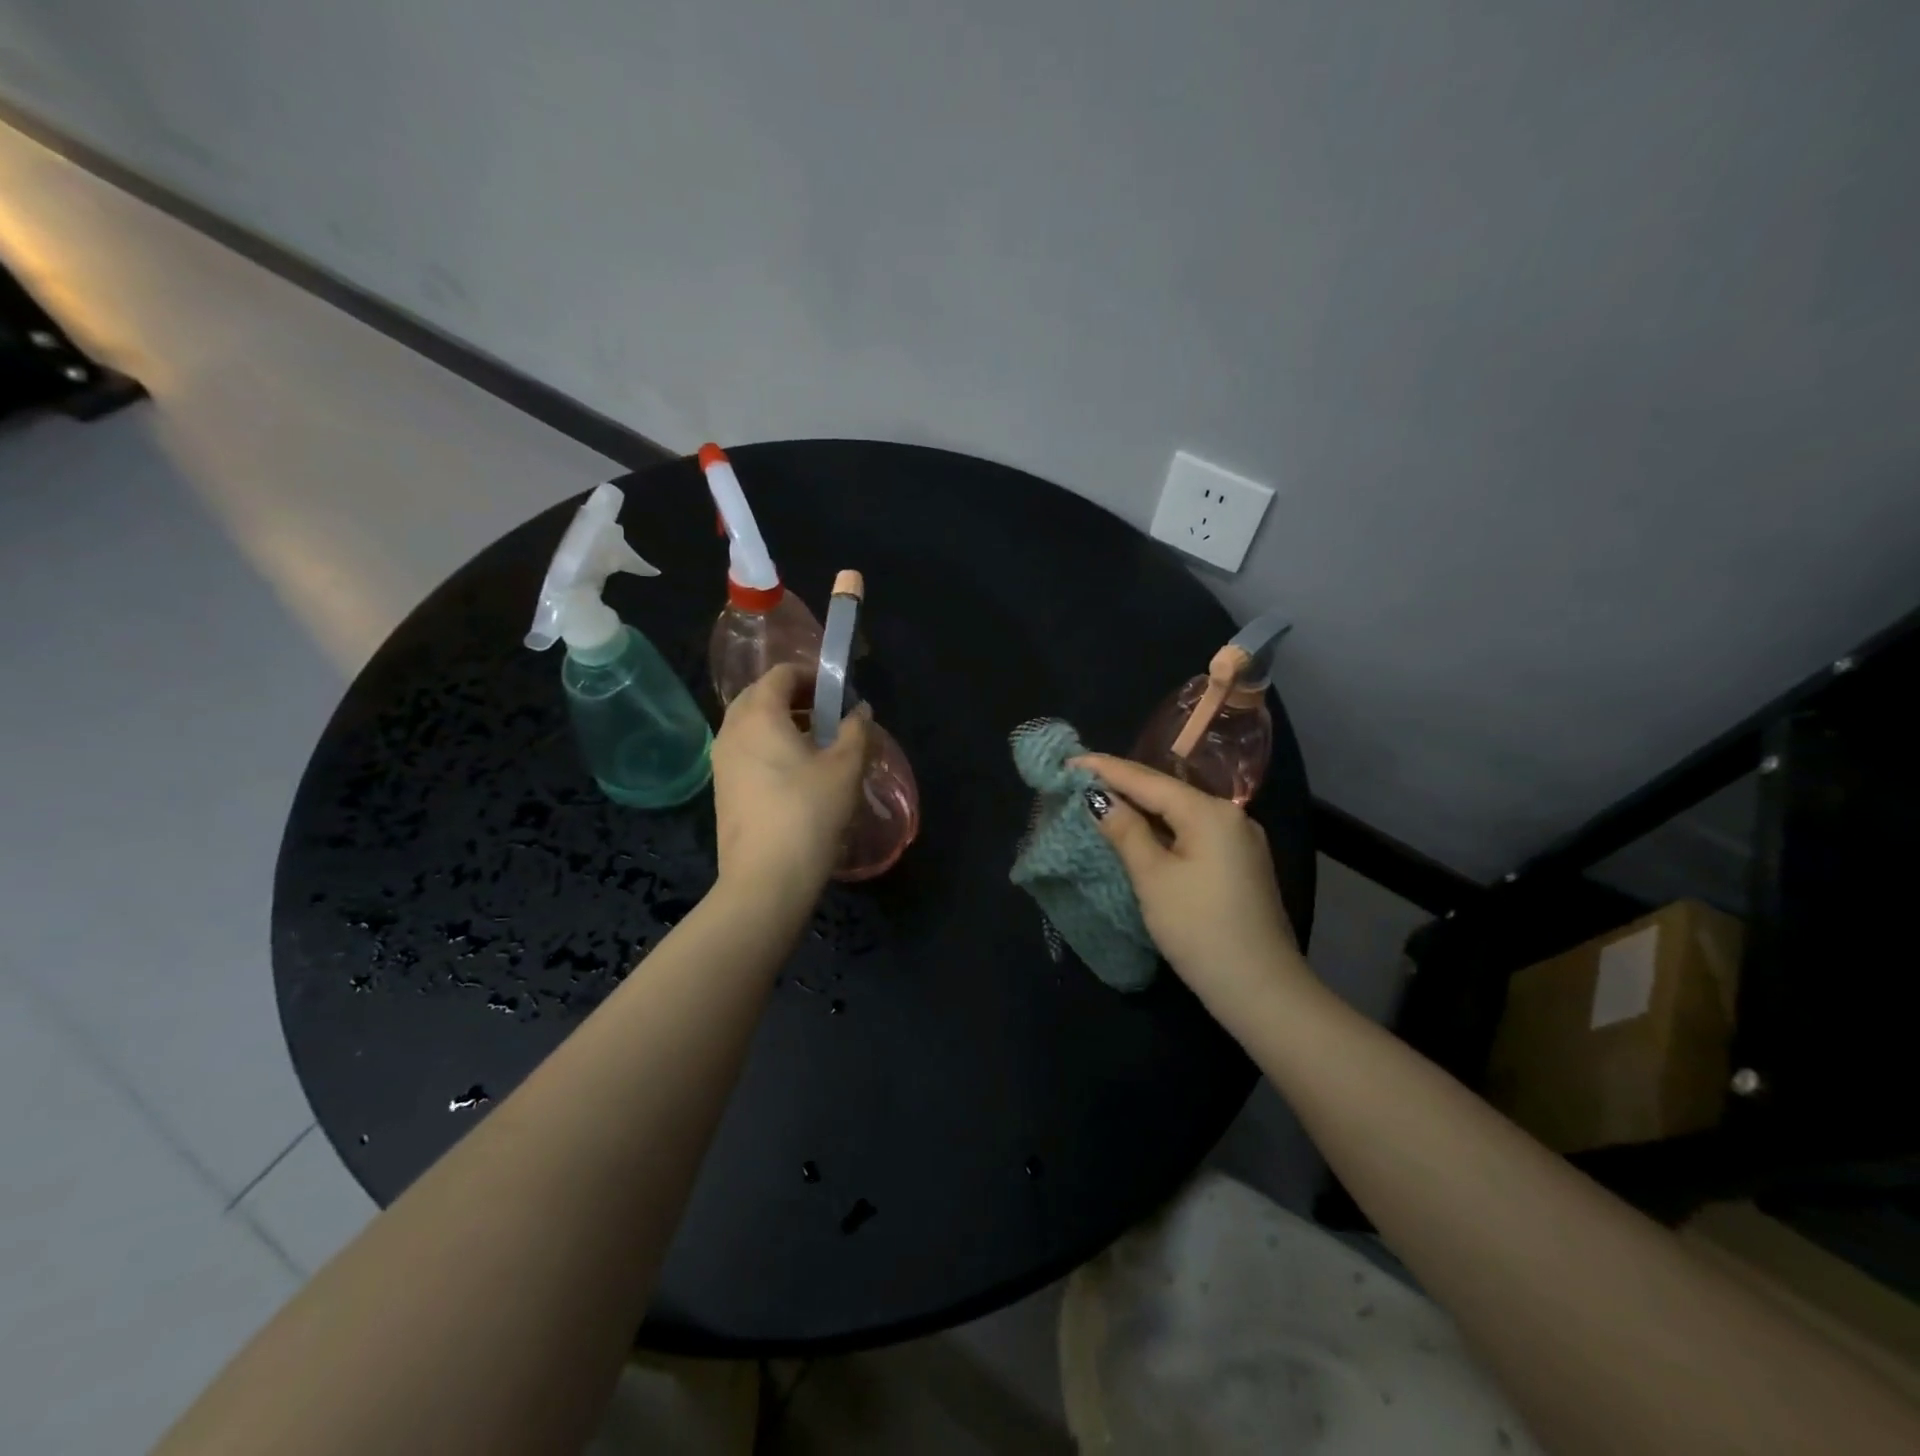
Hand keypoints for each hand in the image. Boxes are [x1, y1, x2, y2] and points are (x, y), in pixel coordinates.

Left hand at [711, 663, 869, 900]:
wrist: (765, 879)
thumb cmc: (808, 813)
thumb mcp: (845, 768)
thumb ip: (856, 731)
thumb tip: (860, 711)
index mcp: (759, 715)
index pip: (780, 674)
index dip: (811, 675)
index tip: (838, 693)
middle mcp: (732, 730)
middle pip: (759, 695)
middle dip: (794, 697)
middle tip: (827, 714)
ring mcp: (722, 761)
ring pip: (750, 725)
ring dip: (781, 723)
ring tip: (816, 744)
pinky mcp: (722, 789)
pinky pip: (745, 751)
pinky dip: (768, 747)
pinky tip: (796, 773)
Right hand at [1073, 754, 1311, 1020]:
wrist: (1261, 989)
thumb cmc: (1199, 928)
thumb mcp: (1153, 878)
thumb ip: (1125, 831)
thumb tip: (1097, 798)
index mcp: (1210, 812)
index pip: (1147, 780)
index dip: (1105, 769)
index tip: (1068, 759)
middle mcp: (1230, 816)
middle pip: (1166, 792)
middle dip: (1123, 784)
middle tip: (1079, 778)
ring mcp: (1240, 841)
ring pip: (1180, 813)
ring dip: (1142, 807)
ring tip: (1102, 798)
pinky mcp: (1240, 865)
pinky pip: (1193, 833)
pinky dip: (1162, 828)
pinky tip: (1141, 831)